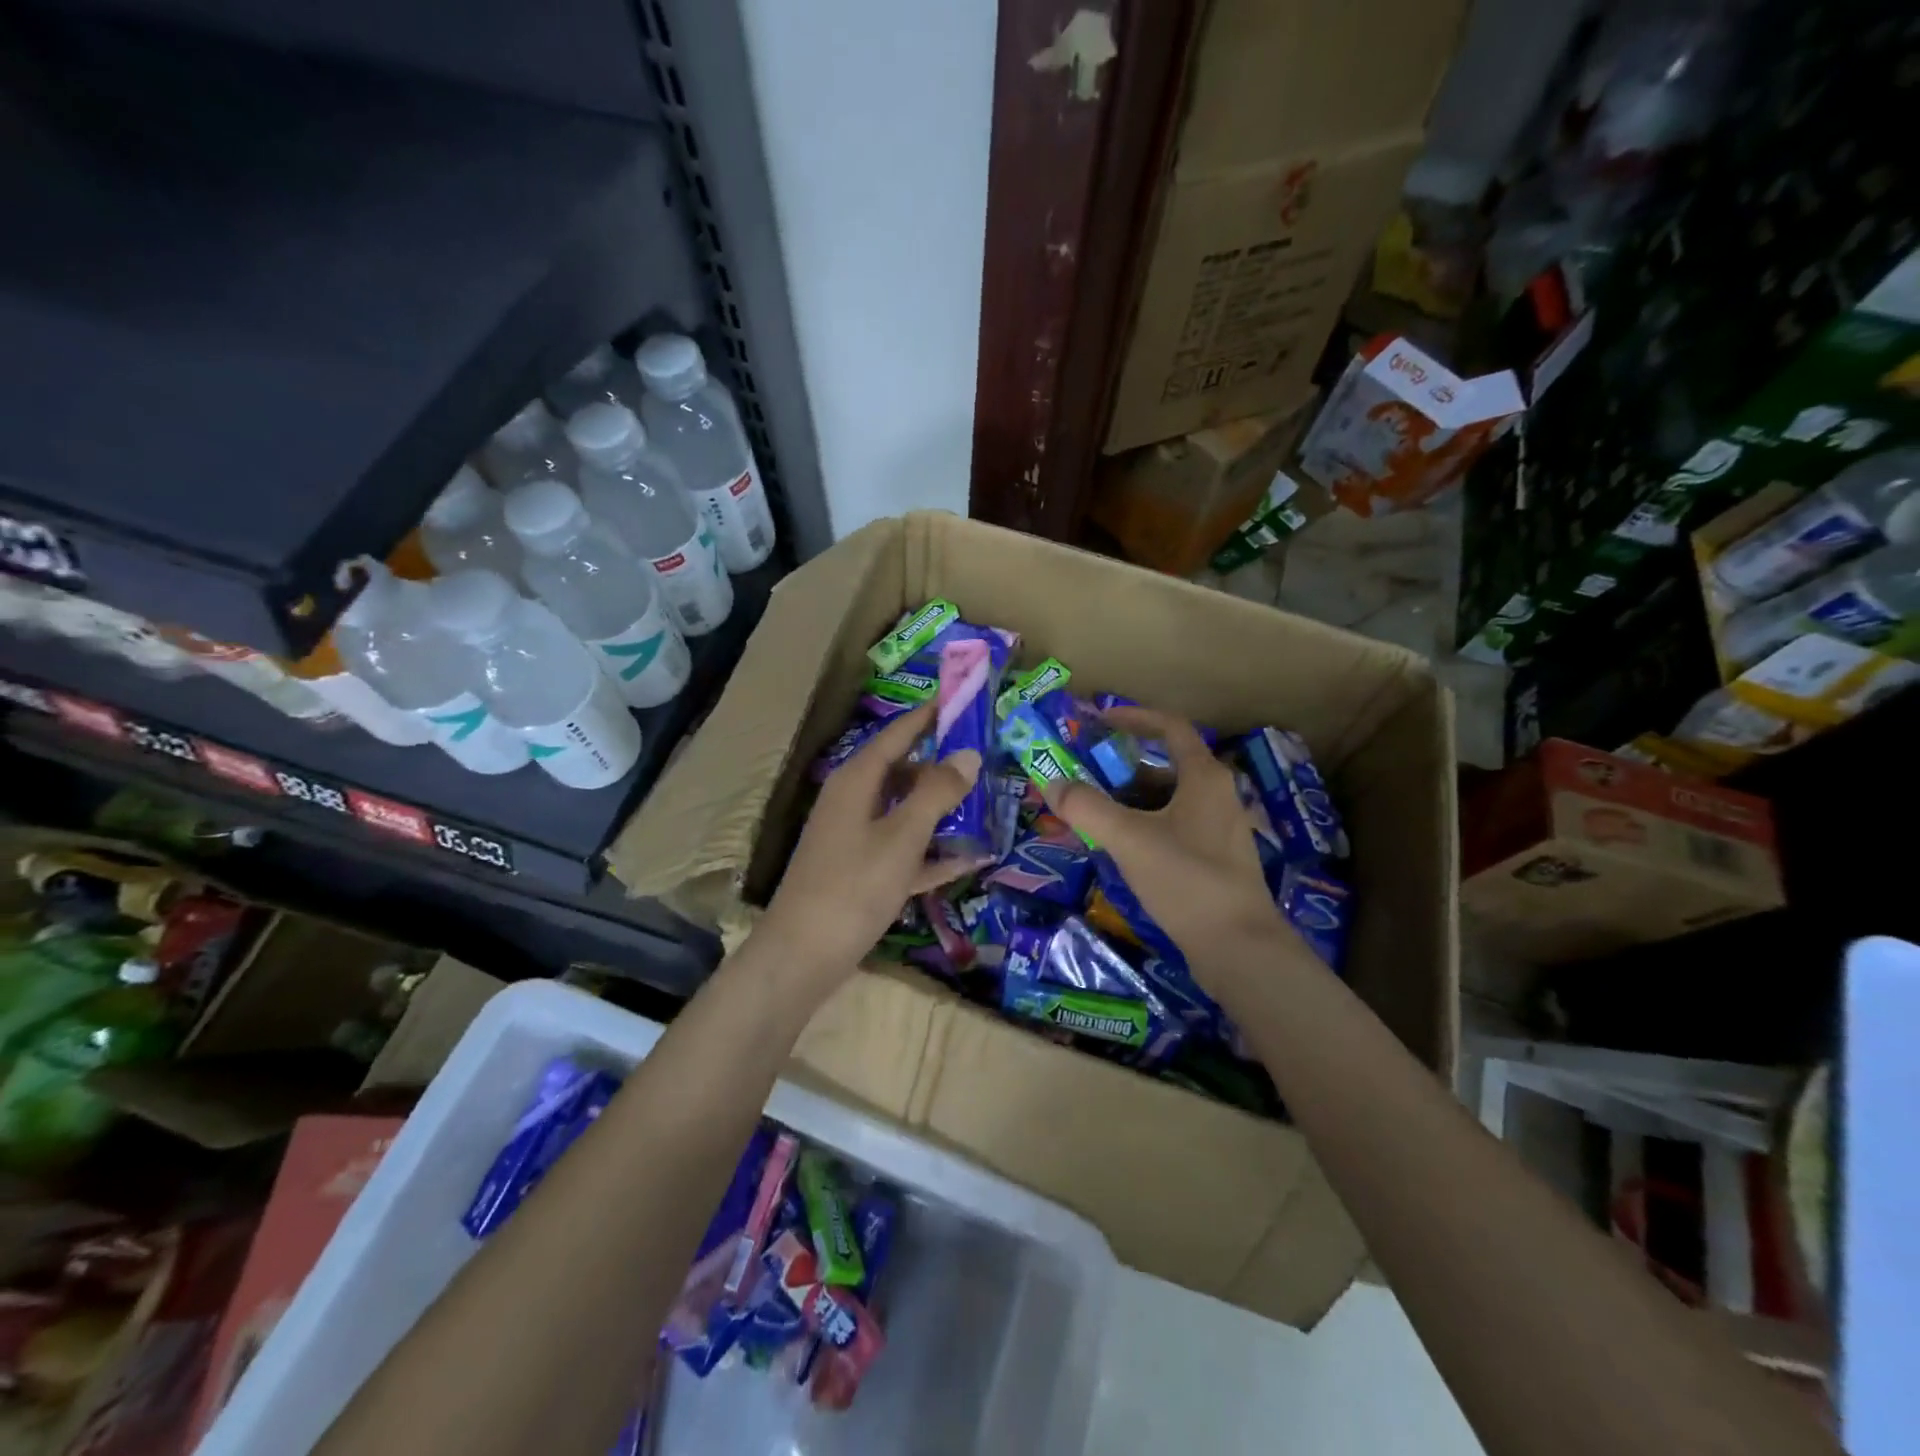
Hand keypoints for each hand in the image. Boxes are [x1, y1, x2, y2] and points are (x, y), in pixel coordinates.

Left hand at [758, 702, 981, 992]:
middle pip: (903, 772)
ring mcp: (857, 839)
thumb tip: (968, 754)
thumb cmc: (853, 886)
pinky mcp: (863, 873)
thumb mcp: (902, 836)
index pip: (896, 734)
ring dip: (943, 810)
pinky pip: (905, 852)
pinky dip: (933, 853)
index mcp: (856, 781)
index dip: (927, 716)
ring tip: (988, 803)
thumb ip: (936, 793)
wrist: (804, 956)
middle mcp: (854, 802)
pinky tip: (972, 859)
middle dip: (942, 765)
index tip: (960, 697)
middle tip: (987, 756)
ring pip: (906, 812)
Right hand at [1049, 707, 1299, 993]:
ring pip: (1168, 800)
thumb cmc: (1187, 880)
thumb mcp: (1129, 839)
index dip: (1134, 718)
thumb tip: (1052, 783)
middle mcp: (1218, 795)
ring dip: (1131, 799)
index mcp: (1204, 777)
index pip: (1170, 728)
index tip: (1099, 721)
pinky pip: (1174, 827)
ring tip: (1094, 812)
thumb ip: (1087, 808)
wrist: (1239, 947)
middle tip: (1085, 773)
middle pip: (1165, 765)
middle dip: (1122, 766)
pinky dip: (1145, 825)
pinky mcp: (1216, 859)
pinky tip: (1121, 848)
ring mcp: (1220, 829)